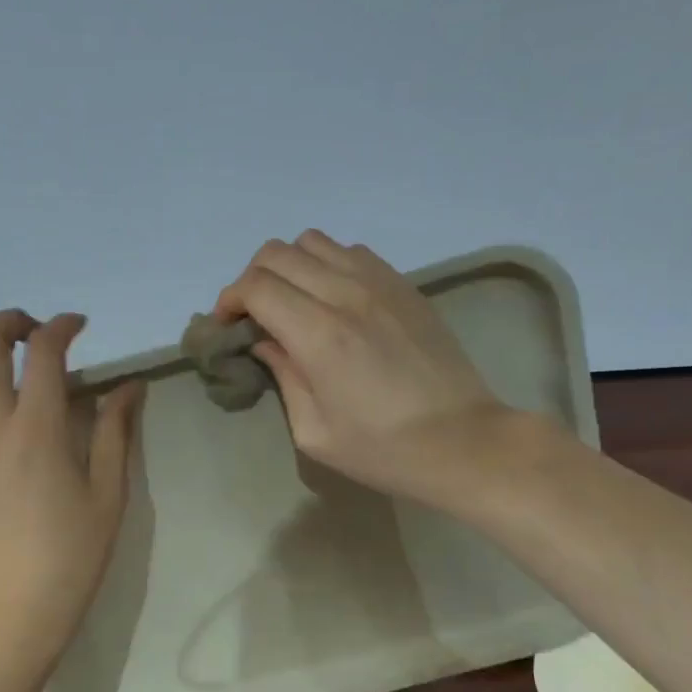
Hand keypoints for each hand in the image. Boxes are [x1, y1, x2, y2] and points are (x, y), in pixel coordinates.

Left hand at [0, 310, 143, 671]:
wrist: (13, 606)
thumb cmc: (71, 552)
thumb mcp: (109, 491)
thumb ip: (115, 429)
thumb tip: (130, 384)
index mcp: (37, 429)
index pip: (44, 351)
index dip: (63, 326)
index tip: (78, 326)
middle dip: (10, 322)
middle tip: (34, 332)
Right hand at [214, 231, 504, 508]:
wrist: (464, 441)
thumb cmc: (384, 449)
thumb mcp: (314, 431)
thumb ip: (283, 375)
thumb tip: (263, 341)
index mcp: (319, 334)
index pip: (256, 286)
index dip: (230, 300)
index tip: (228, 325)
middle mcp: (345, 294)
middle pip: (277, 254)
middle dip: (252, 279)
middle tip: (254, 315)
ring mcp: (379, 282)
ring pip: (313, 242)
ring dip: (290, 266)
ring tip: (293, 301)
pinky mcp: (403, 284)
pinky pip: (351, 252)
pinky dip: (328, 265)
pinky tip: (333, 298)